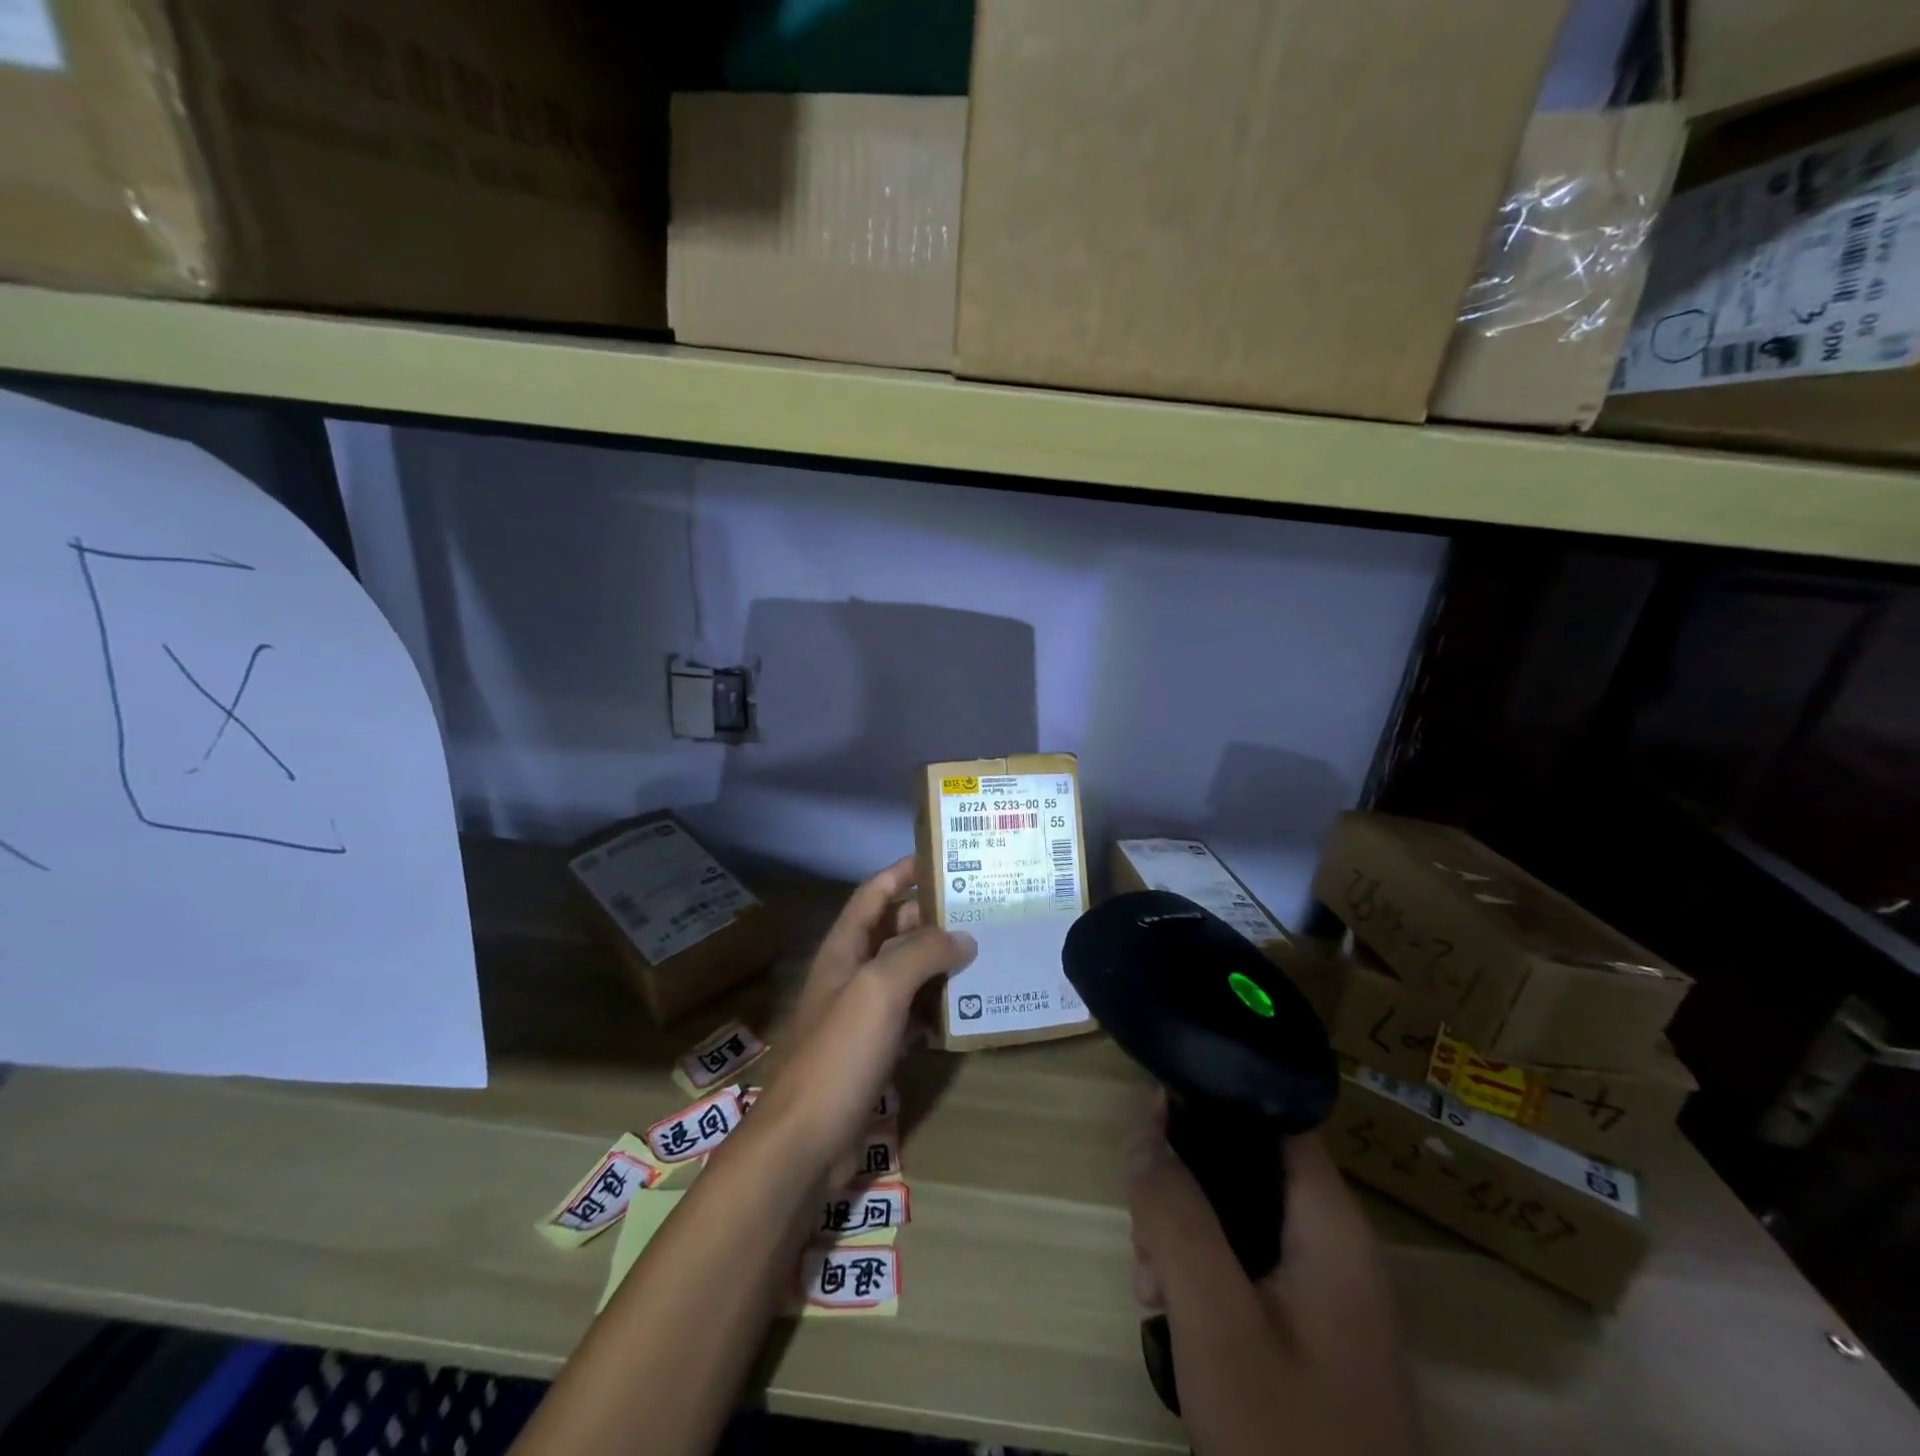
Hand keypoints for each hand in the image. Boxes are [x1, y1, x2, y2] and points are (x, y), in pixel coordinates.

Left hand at [754, 858, 976, 1173]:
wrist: (804, 1143)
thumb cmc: (838, 1053)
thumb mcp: (880, 989)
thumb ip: (921, 953)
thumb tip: (963, 937)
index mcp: (844, 950)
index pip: (873, 894)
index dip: (902, 871)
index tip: (941, 858)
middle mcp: (851, 974)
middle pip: (893, 931)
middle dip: (931, 916)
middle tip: (980, 908)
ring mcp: (861, 1015)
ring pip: (905, 974)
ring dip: (939, 962)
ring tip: (984, 951)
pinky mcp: (874, 1052)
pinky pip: (910, 1016)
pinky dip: (935, 1007)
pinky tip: (965, 1008)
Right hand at [1125, 1098, 1422, 1455]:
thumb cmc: (1284, 1435)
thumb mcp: (1213, 1317)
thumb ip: (1175, 1213)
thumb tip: (1141, 1122)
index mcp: (1330, 1224)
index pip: (1270, 1116)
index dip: (1208, 1102)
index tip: (1148, 1117)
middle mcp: (1335, 1245)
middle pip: (1244, 1167)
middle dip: (1180, 1188)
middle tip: (1143, 1239)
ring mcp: (1325, 1293)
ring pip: (1236, 1219)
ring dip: (1182, 1237)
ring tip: (1149, 1288)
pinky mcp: (1309, 1332)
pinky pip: (1245, 1267)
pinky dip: (1202, 1276)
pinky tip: (1169, 1314)